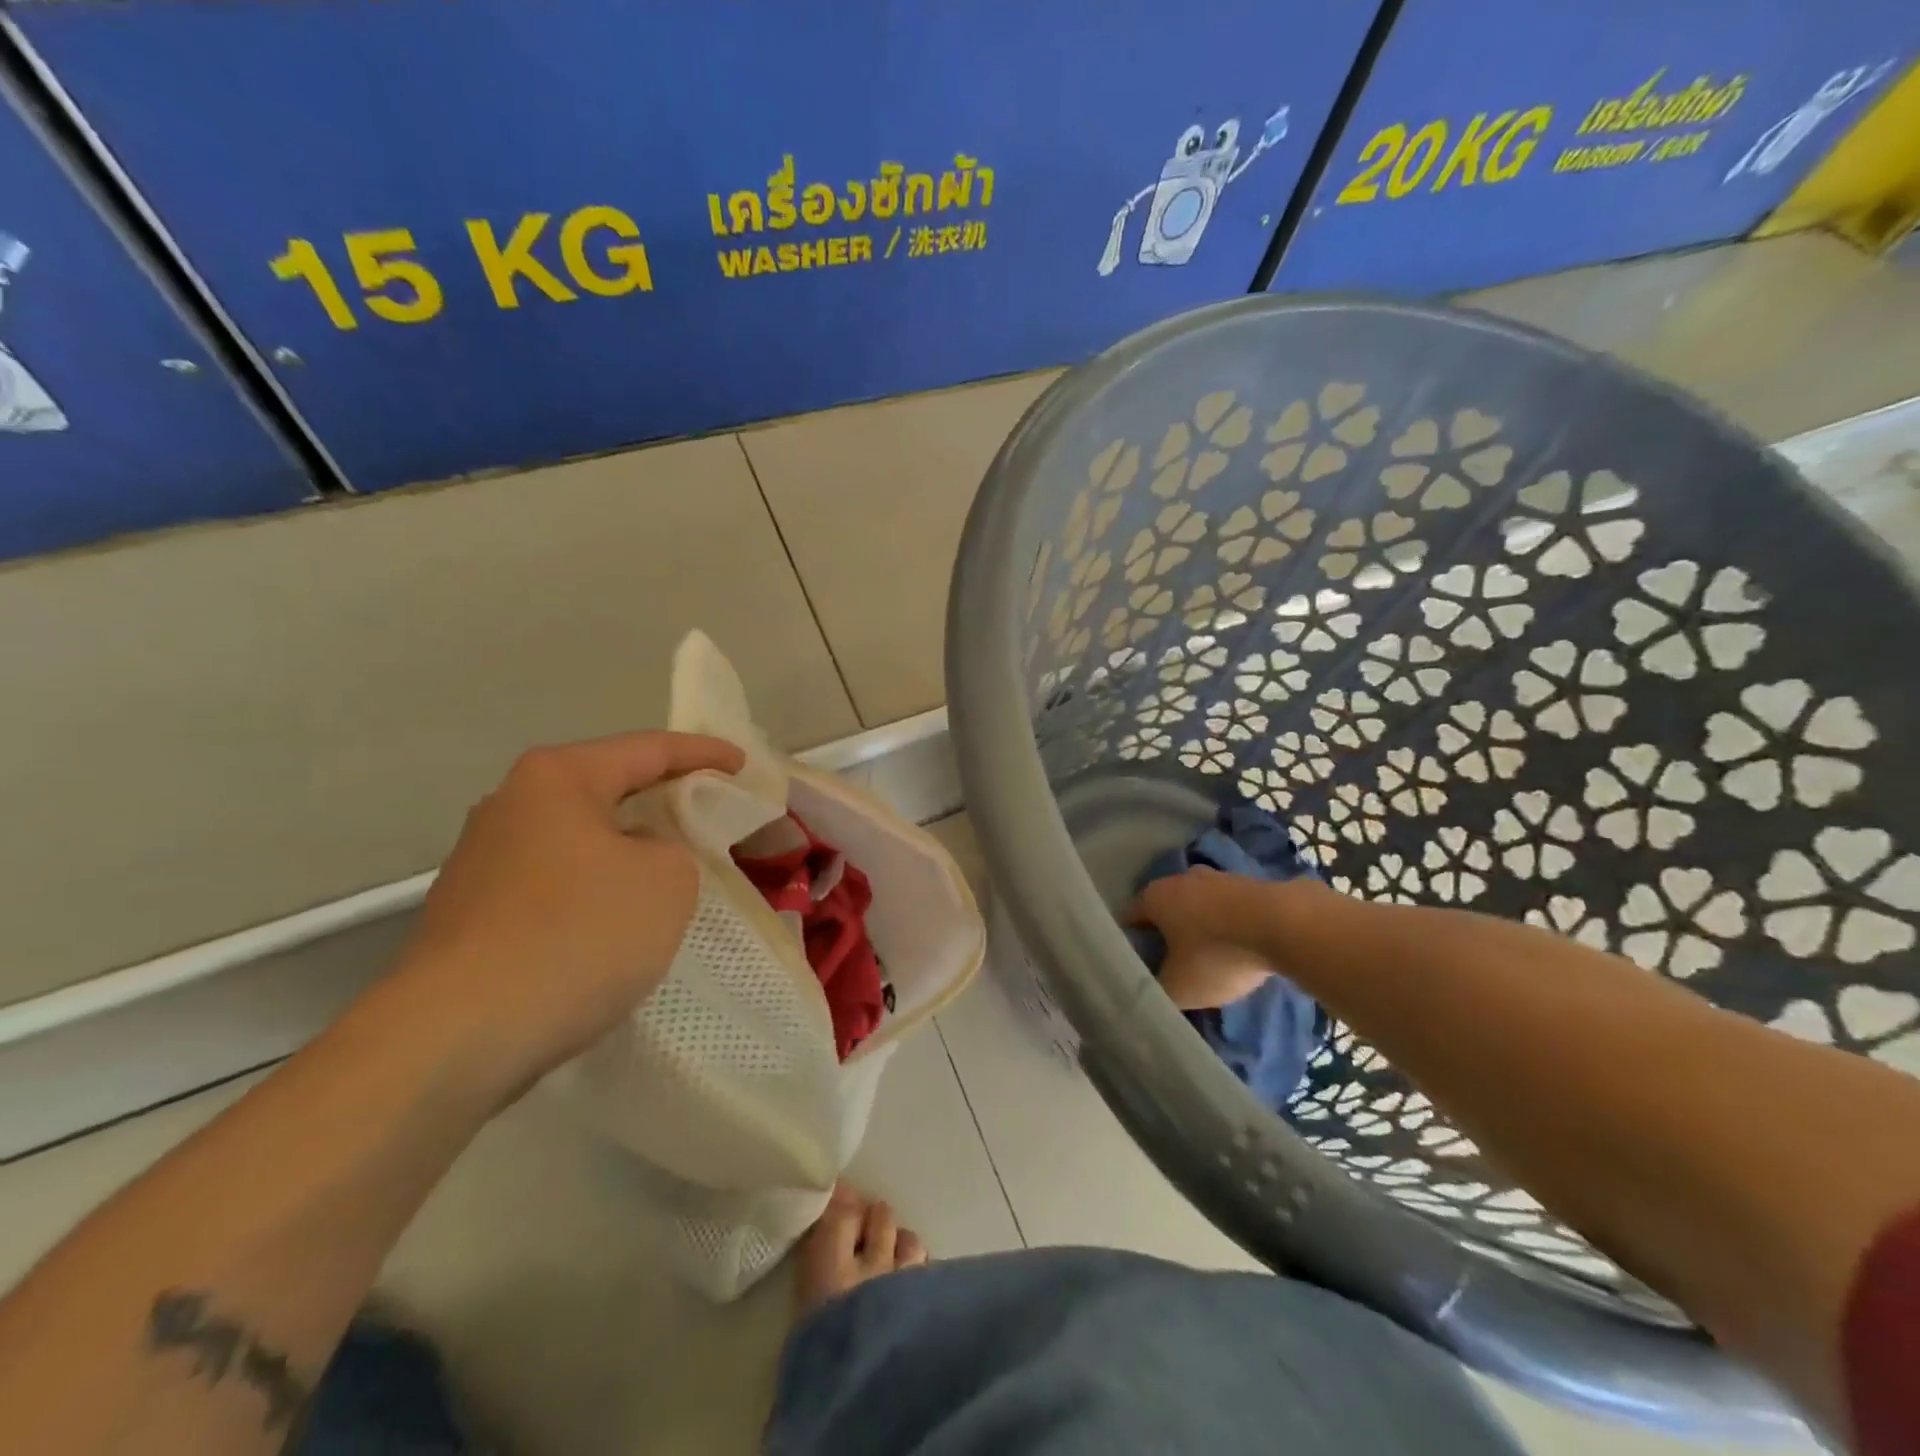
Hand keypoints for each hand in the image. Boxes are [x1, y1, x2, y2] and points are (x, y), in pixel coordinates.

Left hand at [387, 731, 744, 1096]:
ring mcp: (483, 862)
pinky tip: (620, 921)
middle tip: (712, 811)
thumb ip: (675, 850)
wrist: (457, 1037)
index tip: (743, 765)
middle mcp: (511, 806)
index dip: (704, 753)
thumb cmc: (577, 934)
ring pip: (581, 840)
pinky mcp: (474, 915)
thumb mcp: (668, 880)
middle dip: (663, 799)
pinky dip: (598, 889)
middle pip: (608, 789)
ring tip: (674, 868)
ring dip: (629, 849)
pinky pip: (558, 884)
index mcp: (558, 779)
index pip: (648, 749)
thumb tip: (640, 860)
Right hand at [1131, 867, 1323, 1010]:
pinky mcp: (1250, 882)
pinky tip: (1239, 947)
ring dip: (1199, 926)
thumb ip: (1155, 991)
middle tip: (1172, 964)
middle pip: (1164, 909)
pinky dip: (1227, 924)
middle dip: (1165, 933)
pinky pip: (1228, 907)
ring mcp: (1218, 876)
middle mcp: (1180, 878)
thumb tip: (1146, 992)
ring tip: (1209, 958)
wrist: (1285, 925)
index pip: (1129, 919)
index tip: (1139, 967)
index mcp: (1154, 897)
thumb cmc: (1218, 954)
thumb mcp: (1180, 988)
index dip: (1130, 944)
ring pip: (1197, 904)